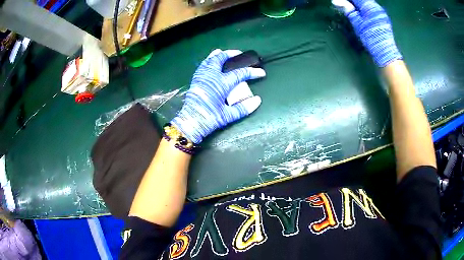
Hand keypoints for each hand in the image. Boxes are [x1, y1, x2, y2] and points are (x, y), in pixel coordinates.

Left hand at [171, 49, 265, 143]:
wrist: (191, 122)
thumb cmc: (210, 119)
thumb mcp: (228, 116)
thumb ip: (244, 108)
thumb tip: (257, 100)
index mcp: (221, 84)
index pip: (240, 74)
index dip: (252, 72)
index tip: (261, 73)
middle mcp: (211, 76)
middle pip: (222, 59)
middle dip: (232, 54)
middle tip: (240, 54)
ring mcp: (202, 76)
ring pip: (211, 59)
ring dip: (219, 55)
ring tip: (224, 53)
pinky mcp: (196, 79)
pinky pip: (203, 64)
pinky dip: (209, 60)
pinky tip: (211, 61)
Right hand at [333, 0, 401, 66]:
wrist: (385, 52)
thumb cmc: (370, 37)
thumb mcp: (357, 23)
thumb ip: (348, 10)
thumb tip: (336, 1)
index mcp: (369, 5)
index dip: (346, 0)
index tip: (339, 2)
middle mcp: (376, 6)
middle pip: (362, 0)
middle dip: (353, 2)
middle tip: (344, 5)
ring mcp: (381, 12)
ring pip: (367, 3)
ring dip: (358, 5)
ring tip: (351, 9)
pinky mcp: (383, 18)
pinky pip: (372, 8)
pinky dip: (364, 9)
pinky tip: (361, 13)